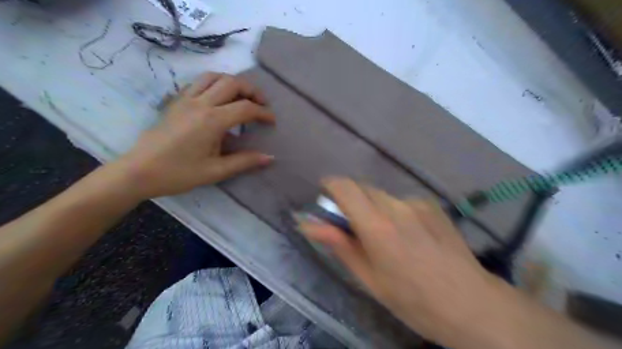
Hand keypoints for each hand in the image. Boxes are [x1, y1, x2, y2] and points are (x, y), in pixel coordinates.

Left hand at [114, 72, 273, 200]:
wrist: (138, 171)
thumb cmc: (178, 173)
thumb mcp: (215, 171)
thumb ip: (244, 161)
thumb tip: (269, 158)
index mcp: (212, 121)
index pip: (246, 108)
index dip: (263, 113)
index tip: (272, 121)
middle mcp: (201, 103)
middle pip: (232, 83)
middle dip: (252, 90)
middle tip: (262, 104)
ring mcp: (186, 99)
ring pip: (214, 76)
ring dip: (233, 82)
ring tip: (242, 96)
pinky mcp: (176, 101)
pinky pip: (198, 82)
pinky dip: (214, 83)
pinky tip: (218, 97)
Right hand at [300, 178, 509, 347]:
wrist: (471, 303)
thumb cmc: (412, 300)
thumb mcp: (369, 278)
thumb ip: (338, 245)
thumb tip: (308, 224)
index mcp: (378, 227)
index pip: (345, 188)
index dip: (330, 186)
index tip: (324, 197)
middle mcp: (397, 206)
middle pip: (362, 188)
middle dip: (350, 201)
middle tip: (352, 226)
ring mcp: (417, 203)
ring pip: (381, 195)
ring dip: (372, 207)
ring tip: (383, 235)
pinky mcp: (431, 204)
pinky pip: (400, 201)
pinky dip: (393, 211)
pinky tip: (407, 234)